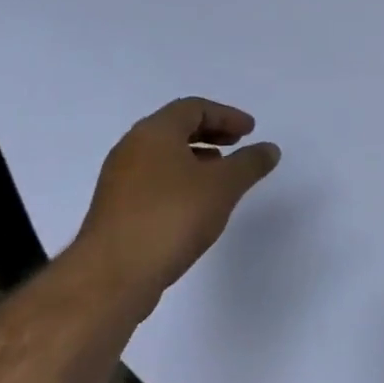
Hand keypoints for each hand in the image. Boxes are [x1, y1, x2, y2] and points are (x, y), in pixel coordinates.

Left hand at [70, 97, 280, 305]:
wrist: (114, 274)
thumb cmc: (172, 217)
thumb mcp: (223, 186)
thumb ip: (249, 163)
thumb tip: (269, 149)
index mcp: (154, 133)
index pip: (193, 108)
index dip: (226, 115)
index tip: (251, 131)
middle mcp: (131, 148)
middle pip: (175, 128)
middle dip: (211, 132)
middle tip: (238, 144)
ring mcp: (119, 179)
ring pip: (163, 155)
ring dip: (195, 157)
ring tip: (221, 174)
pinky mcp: (117, 208)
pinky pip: (154, 179)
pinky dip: (180, 179)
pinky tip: (196, 203)